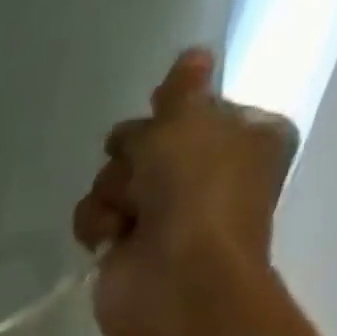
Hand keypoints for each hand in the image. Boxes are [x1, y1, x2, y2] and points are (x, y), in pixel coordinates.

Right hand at [72, 48, 298, 335]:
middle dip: (133, 156)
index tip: (164, 116)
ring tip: (128, 216)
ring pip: (113, 179)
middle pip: (144, 143)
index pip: (195, 109)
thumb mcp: (190, 121)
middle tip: (145, 175)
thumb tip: (192, 56)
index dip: (173, 113)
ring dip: (112, 192)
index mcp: (243, 138)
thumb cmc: (197, 193)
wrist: (174, 279)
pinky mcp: (124, 248)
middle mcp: (204, 176)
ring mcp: (162, 215)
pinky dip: (97, 224)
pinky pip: (93, 217)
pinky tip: (110, 239)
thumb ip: (181, 90)